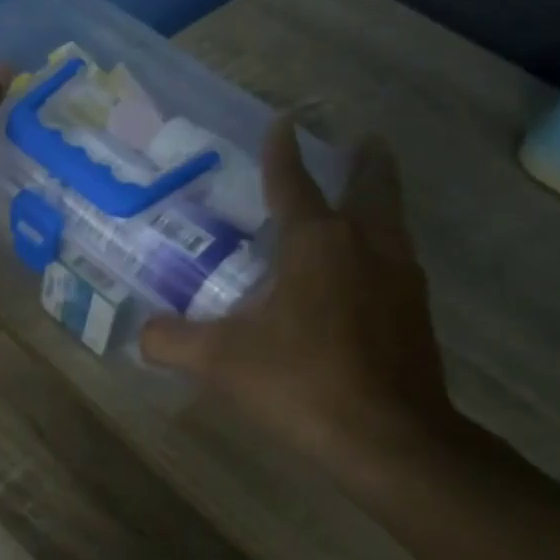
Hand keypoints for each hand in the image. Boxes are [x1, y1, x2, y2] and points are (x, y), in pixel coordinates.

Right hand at [140, 118, 463, 482]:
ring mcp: (401, 277)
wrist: (389, 437)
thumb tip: (143, 333)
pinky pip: (397, 259)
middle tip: (360, 139)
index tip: (283, 123)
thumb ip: (172, 341)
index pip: (294, 184)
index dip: (282, 153)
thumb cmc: (301, 382)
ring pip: (392, 221)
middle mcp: (366, 246)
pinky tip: (366, 271)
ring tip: (365, 196)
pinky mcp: (417, 312)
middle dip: (363, 161)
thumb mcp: (220, 361)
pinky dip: (382, 246)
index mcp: (317, 243)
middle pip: (371, 186)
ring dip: (378, 200)